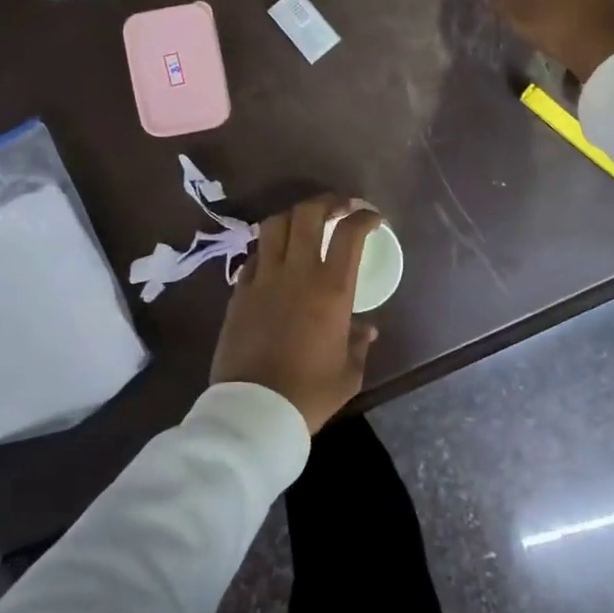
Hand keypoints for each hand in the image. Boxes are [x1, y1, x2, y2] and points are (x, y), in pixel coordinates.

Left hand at [211, 195, 384, 432]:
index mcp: (332, 289)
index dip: (364, 217)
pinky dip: (268, 248)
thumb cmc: (309, 394)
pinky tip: (275, 259)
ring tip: (303, 223)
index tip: (373, 218)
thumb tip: (365, 328)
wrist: (254, 410)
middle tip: (338, 207)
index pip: (350, 233)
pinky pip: (254, 255)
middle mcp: (297, 273)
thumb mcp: (348, 374)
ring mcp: (263, 278)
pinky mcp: (239, 291)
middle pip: (308, 214)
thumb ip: (358, 344)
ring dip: (293, 216)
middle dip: (326, 202)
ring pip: (274, 225)